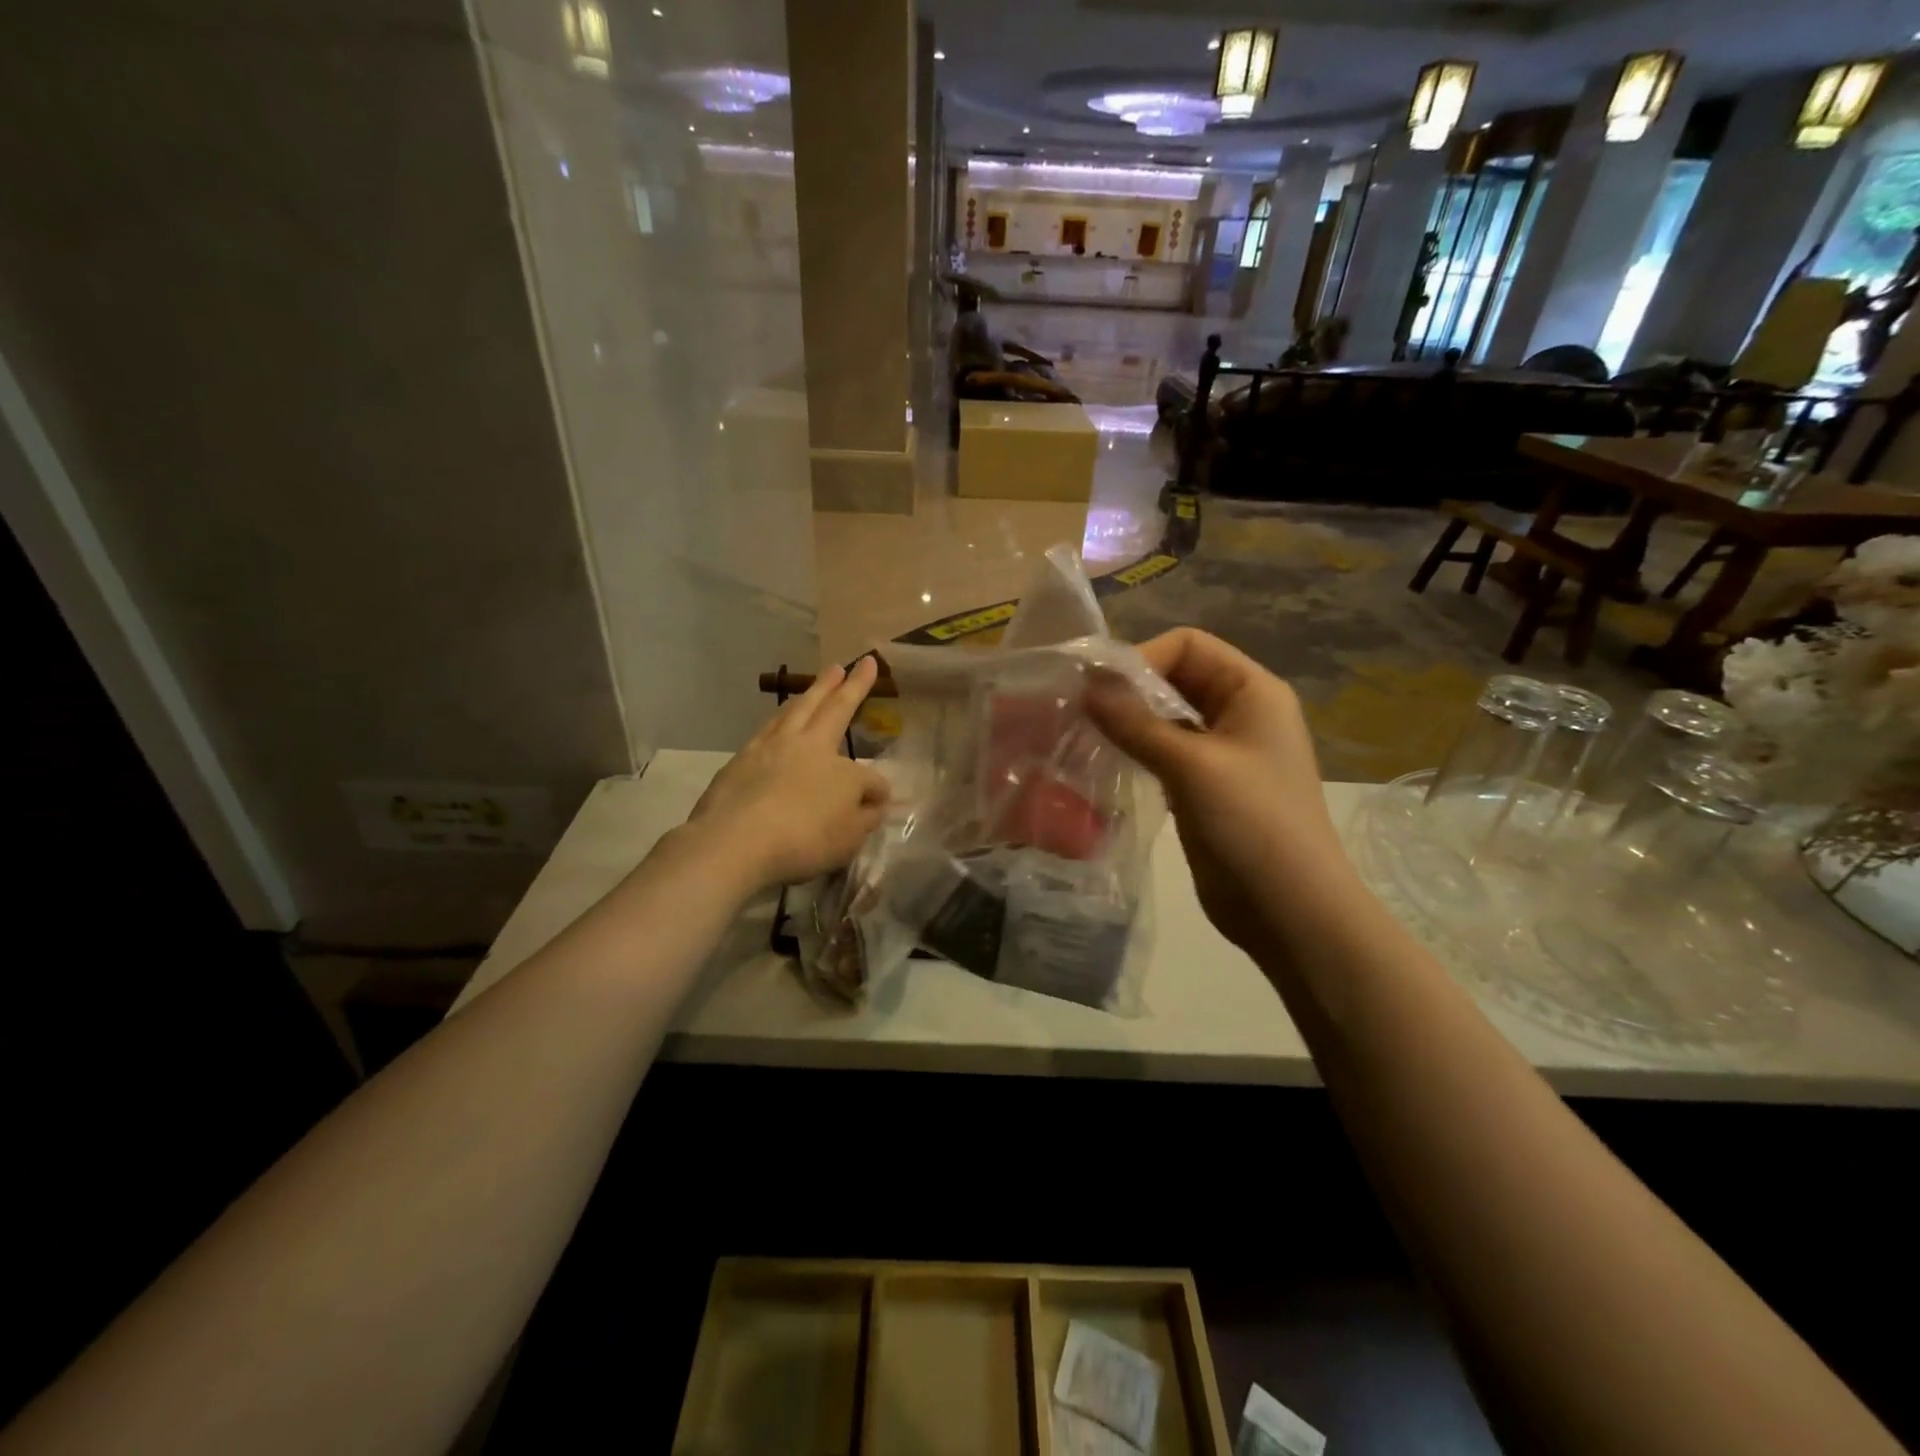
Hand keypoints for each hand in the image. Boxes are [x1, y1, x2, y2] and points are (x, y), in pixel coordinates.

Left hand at [685, 658, 890, 893]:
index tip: (880, 804)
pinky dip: (779, 719)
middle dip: (847, 686)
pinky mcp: (738, 761)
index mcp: (837, 765)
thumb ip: (866, 816)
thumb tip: (877, 800)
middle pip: (830, 709)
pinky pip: (766, 730)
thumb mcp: (849, 836)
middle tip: (853, 663)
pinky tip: (777, 722)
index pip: (867, 776)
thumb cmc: (803, 839)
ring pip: (794, 711)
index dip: (877, 791)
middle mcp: (805, 746)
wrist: (736, 842)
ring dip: (811, 692)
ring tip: (821, 679)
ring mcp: (768, 749)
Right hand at [1086, 629, 1352, 958]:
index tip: (1095, 689)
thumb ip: (1136, 723)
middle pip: (1176, 679)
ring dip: (1128, 722)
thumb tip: (1087, 684)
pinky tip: (1104, 763)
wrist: (1289, 911)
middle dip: (1129, 689)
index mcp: (1252, 691)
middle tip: (1078, 710)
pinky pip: (1165, 754)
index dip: (1141, 658)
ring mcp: (1222, 753)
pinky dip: (1136, 752)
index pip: (1188, 646)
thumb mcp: (1192, 766)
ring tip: (1083, 734)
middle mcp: (1240, 713)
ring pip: (1167, 719)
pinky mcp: (1205, 788)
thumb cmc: (1252, 825)